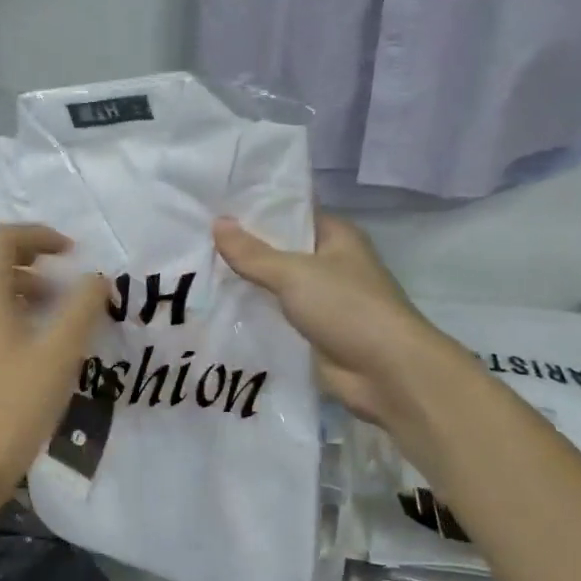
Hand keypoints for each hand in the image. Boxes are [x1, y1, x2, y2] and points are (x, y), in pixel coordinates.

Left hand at [0, 226, 108, 501]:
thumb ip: (83, 306)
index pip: (2, 238)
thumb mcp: (62, 351)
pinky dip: (0, 298)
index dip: (38, 235)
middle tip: (47, 263)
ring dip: (9, 274)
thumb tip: (96, 278)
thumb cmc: (19, 401)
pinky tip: (32, 328)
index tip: (71, 251)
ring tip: (50, 299)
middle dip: (11, 247)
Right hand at [214, 213, 436, 424]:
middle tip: (194, 241)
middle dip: (242, 250)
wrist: (386, 373)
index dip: (254, 210)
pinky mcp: (313, 333)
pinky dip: (252, 316)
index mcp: (336, 236)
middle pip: (279, 250)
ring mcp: (322, 300)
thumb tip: (217, 223)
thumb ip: (252, 253)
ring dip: (245, 285)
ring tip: (196, 274)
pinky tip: (215, 311)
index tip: (213, 207)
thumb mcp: (294, 273)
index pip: (290, 213)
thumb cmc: (347, 308)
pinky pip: (275, 317)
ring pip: (274, 286)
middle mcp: (330, 264)